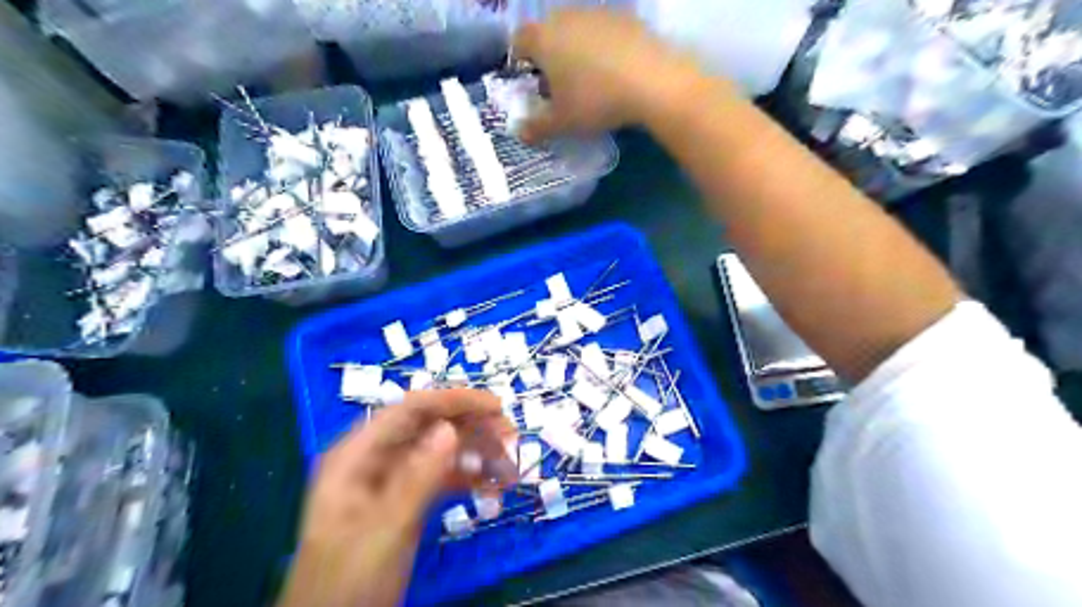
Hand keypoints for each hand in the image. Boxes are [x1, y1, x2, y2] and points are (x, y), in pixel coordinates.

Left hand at [276, 388, 515, 606]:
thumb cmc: (349, 581)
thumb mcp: (386, 530)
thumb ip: (418, 478)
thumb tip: (450, 429)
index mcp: (357, 454)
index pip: (410, 410)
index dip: (454, 401)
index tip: (496, 406)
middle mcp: (374, 458)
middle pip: (429, 427)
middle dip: (471, 428)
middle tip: (511, 437)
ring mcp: (390, 480)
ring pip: (439, 451)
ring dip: (475, 454)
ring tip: (509, 467)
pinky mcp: (404, 501)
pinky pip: (440, 478)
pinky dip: (467, 478)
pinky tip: (493, 487)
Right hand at [512, 7, 697, 142]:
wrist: (652, 82)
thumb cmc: (595, 101)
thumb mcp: (562, 123)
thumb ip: (537, 128)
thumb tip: (520, 133)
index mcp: (544, 38)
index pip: (519, 40)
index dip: (520, 60)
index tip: (530, 80)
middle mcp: (566, 17)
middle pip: (548, 32)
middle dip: (549, 55)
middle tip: (558, 84)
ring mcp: (598, 13)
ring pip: (577, 30)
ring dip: (576, 50)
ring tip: (589, 79)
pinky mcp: (626, 18)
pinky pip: (604, 33)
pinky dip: (603, 48)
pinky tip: (615, 72)